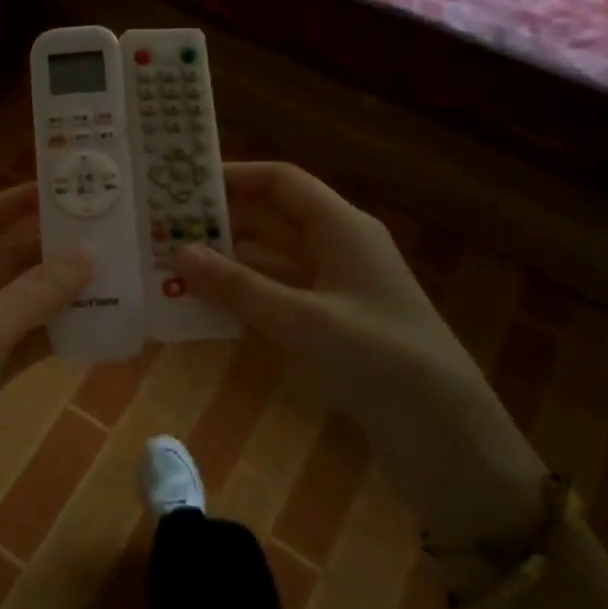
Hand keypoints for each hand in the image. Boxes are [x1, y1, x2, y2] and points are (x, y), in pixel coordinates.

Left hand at [0, 182, 93, 538]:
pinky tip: (93, 327)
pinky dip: (52, 336)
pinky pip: (22, 345)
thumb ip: (33, 295)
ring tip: (108, 274)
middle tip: (99, 232)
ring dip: (55, 293)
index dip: (11, 204)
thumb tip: (87, 256)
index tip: (58, 190)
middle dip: (44, 249)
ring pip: (16, 305)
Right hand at [175, 163, 547, 548]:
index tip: (182, 186)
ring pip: (272, 259)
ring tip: (173, 266)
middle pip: (272, 218)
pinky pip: (279, 294)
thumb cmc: (376, 357)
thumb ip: (238, 286)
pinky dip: (245, 295)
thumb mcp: (300, 319)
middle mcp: (338, 247)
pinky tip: (207, 305)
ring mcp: (336, 287)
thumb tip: (180, 252)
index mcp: (341, 227)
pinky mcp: (333, 323)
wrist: (443, 431)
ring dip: (228, 261)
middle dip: (220, 222)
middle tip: (164, 230)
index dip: (233, 177)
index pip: (281, 182)